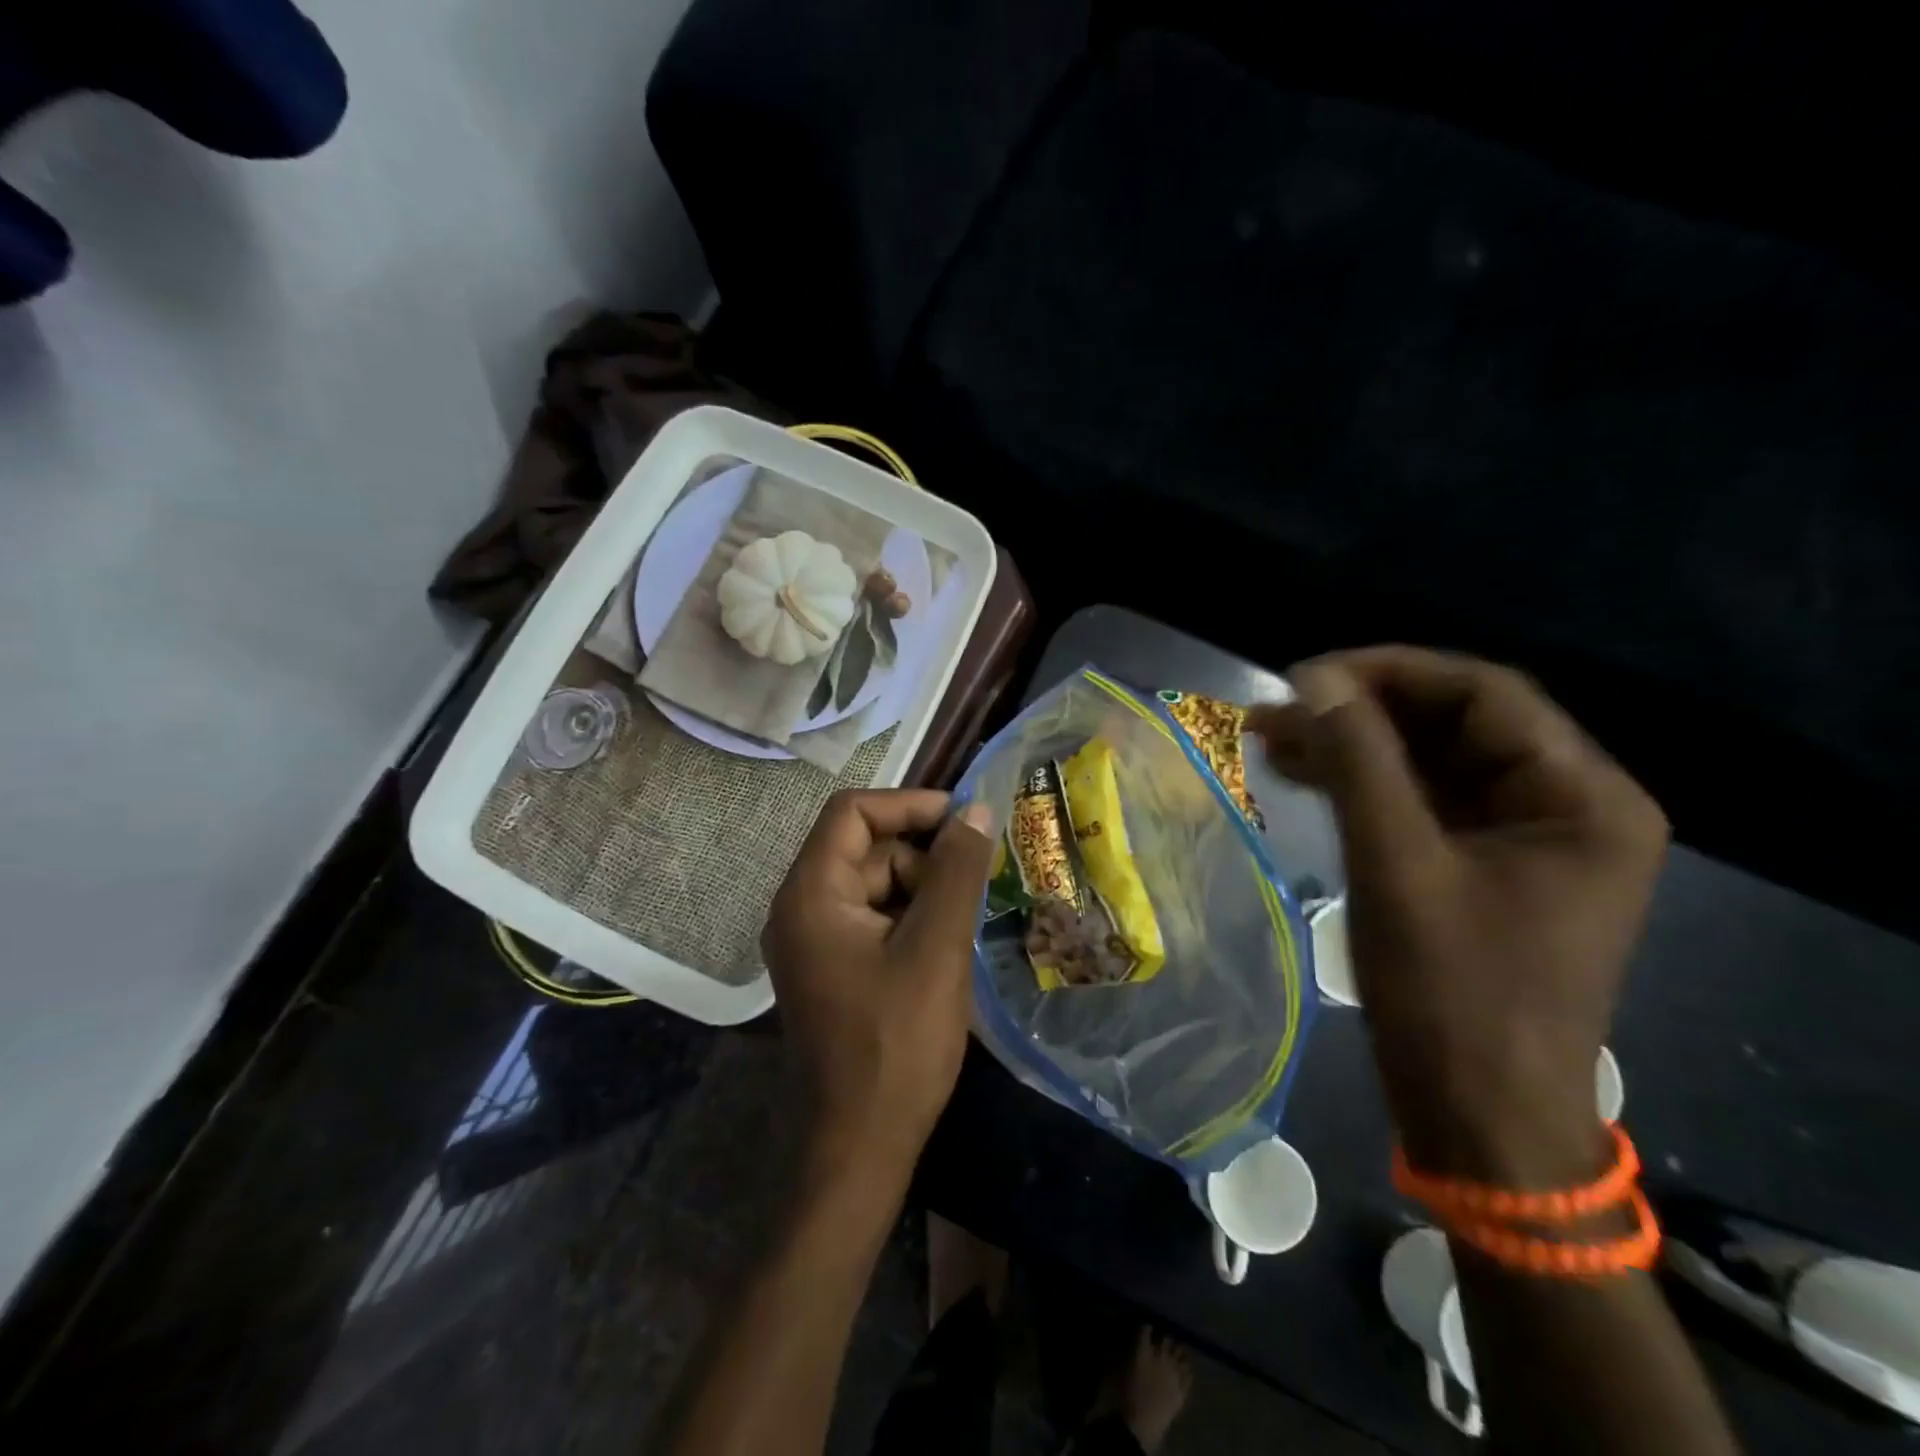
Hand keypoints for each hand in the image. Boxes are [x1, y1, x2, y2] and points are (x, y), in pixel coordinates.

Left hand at [762, 790, 995, 1187]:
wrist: (858, 1149)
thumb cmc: (896, 1045)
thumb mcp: (936, 949)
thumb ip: (956, 872)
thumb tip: (976, 811)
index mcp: (811, 894)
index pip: (853, 813)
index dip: (909, 805)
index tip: (963, 821)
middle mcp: (801, 908)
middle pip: (866, 849)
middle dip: (923, 857)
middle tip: (976, 884)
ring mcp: (814, 941)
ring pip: (876, 885)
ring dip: (923, 891)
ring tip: (964, 925)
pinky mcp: (832, 968)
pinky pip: (874, 920)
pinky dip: (911, 920)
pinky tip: (945, 949)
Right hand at [1249, 648, 1667, 1183]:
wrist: (1479, 1118)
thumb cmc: (1452, 994)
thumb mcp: (1398, 866)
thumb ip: (1359, 762)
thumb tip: (1313, 679)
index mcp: (1582, 798)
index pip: (1486, 695)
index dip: (1391, 673)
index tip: (1306, 677)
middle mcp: (1567, 806)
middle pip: (1457, 725)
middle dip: (1363, 712)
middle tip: (1279, 709)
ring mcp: (1525, 839)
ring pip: (1431, 762)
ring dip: (1354, 746)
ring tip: (1273, 736)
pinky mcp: (1484, 868)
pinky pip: (1422, 803)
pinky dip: (1364, 785)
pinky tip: (1304, 775)